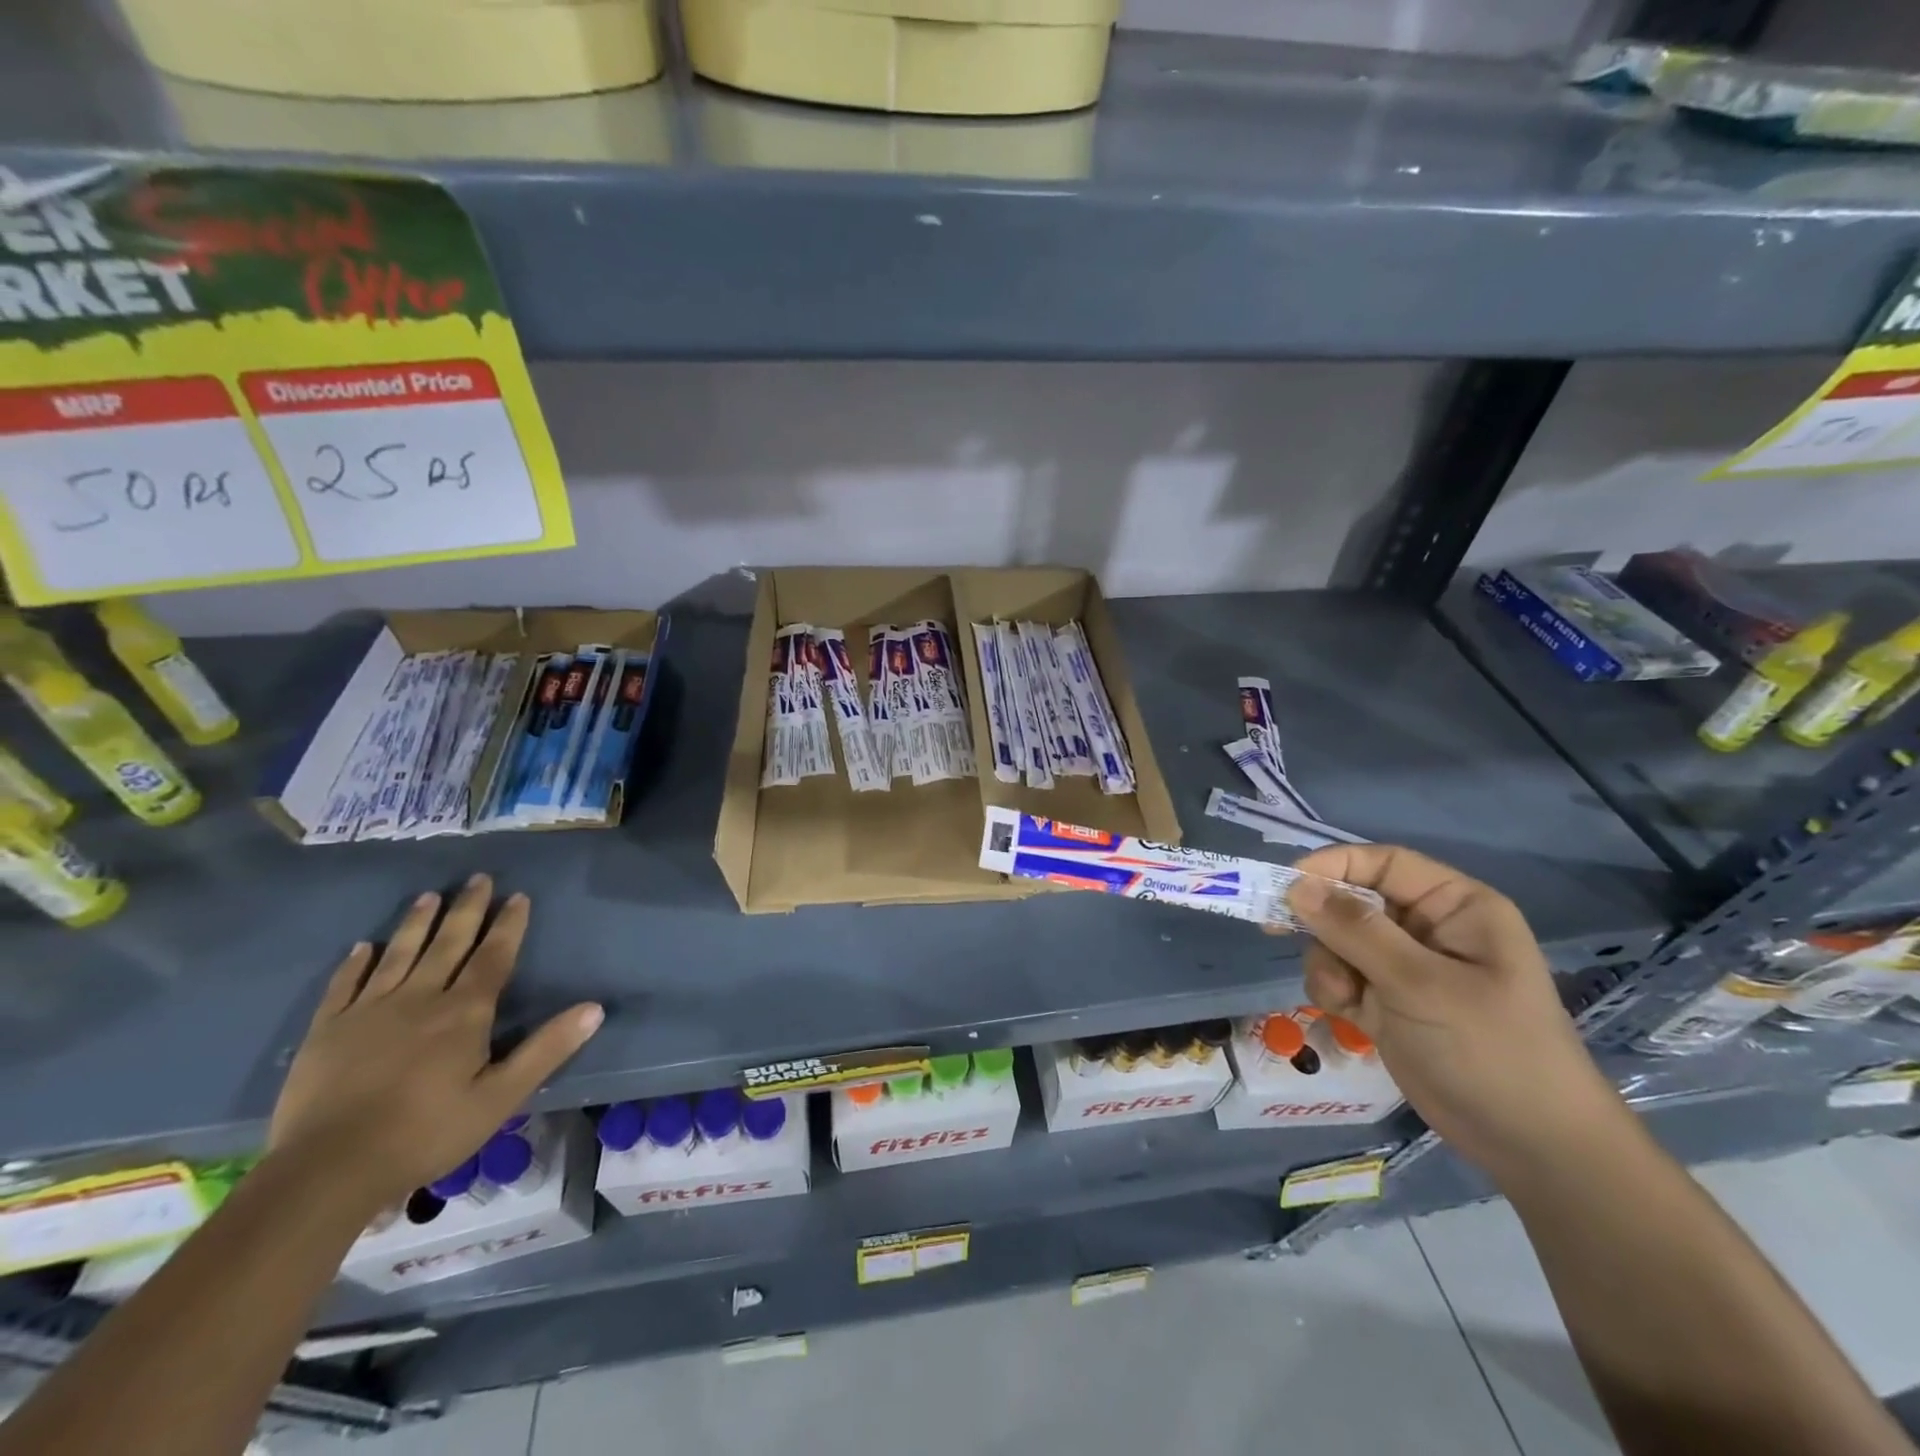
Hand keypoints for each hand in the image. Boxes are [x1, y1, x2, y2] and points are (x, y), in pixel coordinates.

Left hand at [268, 874, 603, 1209]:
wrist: (328, 1170)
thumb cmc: (427, 1132)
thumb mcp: (501, 1097)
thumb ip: (547, 1049)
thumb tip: (595, 1008)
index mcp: (464, 1012)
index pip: (493, 956)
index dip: (508, 925)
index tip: (518, 896)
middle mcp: (419, 998)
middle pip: (448, 944)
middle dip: (467, 910)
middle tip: (478, 878)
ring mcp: (368, 1011)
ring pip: (399, 954)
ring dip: (417, 923)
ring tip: (429, 895)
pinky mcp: (327, 1031)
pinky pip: (344, 986)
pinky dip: (355, 963)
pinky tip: (363, 947)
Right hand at [1284, 844, 1629, 1182]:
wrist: (1530, 1147)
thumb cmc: (1490, 1049)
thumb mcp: (1421, 984)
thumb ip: (1356, 931)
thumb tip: (1296, 886)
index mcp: (1455, 907)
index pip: (1384, 863)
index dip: (1334, 865)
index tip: (1286, 885)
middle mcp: (1428, 928)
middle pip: (1353, 900)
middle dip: (1322, 922)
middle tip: (1277, 931)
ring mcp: (1406, 967)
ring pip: (1338, 940)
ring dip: (1327, 963)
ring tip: (1343, 997)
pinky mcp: (1388, 1001)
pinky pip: (1341, 975)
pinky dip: (1333, 989)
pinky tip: (1349, 1015)